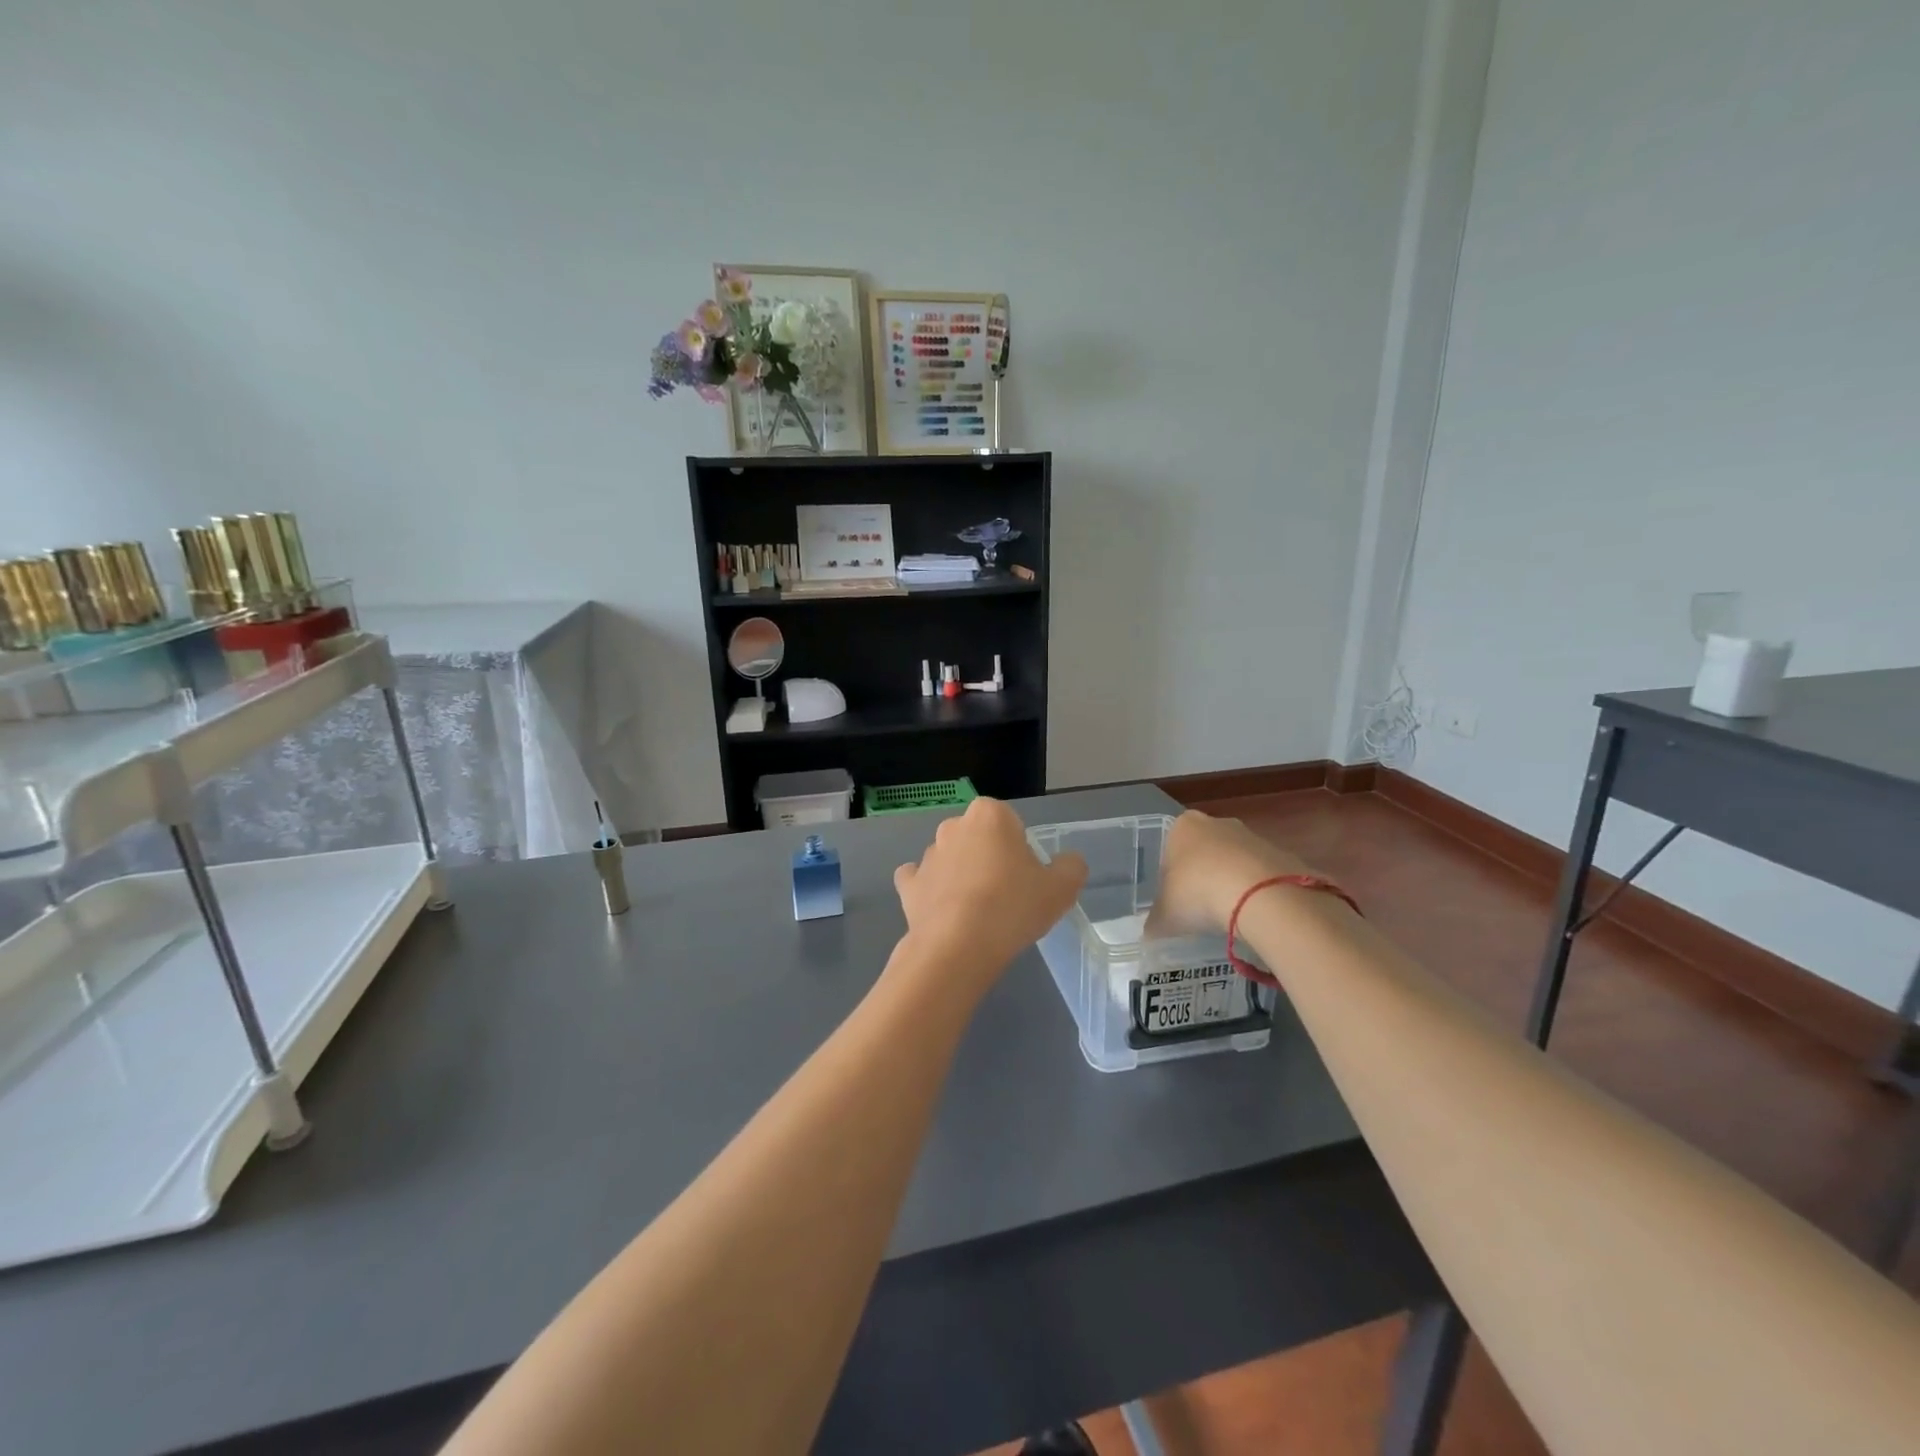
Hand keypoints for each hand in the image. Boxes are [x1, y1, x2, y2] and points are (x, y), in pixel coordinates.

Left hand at [891, 798, 1086, 1002]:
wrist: (958, 947)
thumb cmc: (1013, 907)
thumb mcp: (1062, 889)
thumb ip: (1071, 867)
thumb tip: (1067, 861)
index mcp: (990, 815)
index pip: (1010, 822)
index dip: (1021, 849)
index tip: (1027, 877)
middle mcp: (954, 826)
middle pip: (979, 838)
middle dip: (989, 858)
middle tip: (1007, 896)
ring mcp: (927, 855)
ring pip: (951, 859)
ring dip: (962, 876)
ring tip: (978, 914)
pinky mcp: (908, 884)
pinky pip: (921, 881)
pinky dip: (931, 892)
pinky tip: (944, 913)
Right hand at [1145, 810, 1315, 938]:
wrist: (1261, 896)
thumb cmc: (1199, 893)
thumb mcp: (1165, 915)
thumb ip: (1154, 923)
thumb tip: (1150, 934)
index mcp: (1182, 827)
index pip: (1170, 849)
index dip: (1171, 878)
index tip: (1176, 902)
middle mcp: (1217, 823)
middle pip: (1204, 852)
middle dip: (1203, 877)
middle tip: (1200, 910)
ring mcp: (1252, 836)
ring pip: (1234, 863)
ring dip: (1231, 885)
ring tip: (1229, 917)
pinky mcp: (1281, 854)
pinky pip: (1262, 876)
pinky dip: (1257, 893)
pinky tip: (1254, 915)